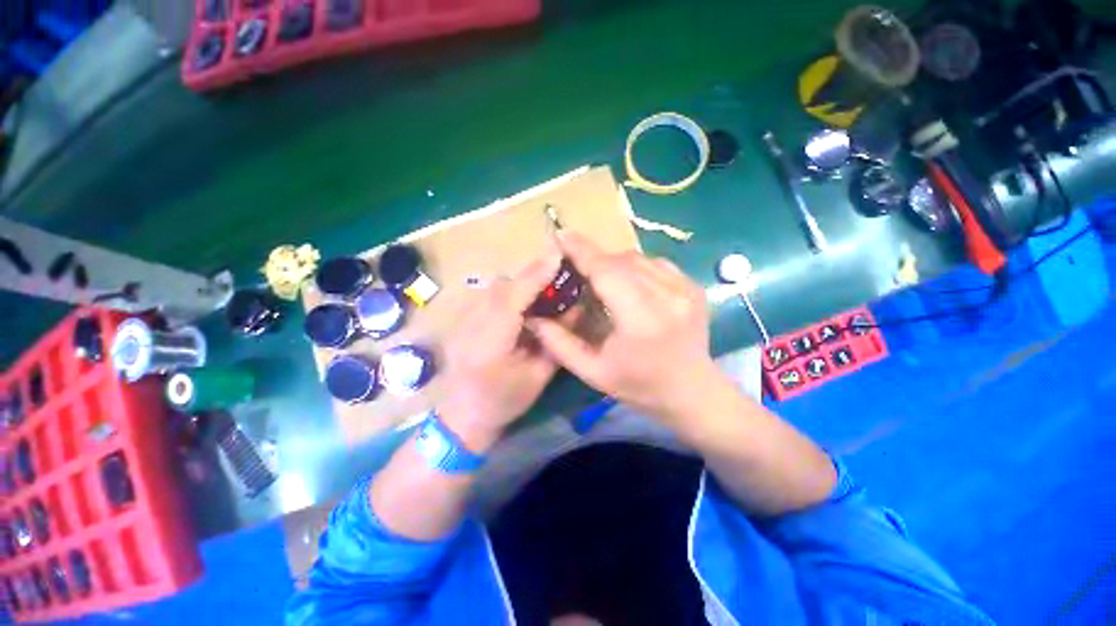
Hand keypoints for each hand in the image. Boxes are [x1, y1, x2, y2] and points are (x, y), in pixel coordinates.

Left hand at [436, 252, 562, 451]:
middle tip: (557, 272)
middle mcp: (470, 325)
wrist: (463, 416)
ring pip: (494, 287)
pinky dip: (508, 291)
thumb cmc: (505, 402)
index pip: (513, 298)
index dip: (536, 275)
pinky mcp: (460, 319)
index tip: (559, 256)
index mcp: (490, 344)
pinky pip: (488, 295)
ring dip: (520, 282)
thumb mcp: (539, 375)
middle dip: (531, 275)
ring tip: (543, 286)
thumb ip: (556, 340)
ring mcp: (460, 320)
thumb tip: (575, 308)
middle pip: (502, 286)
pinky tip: (521, 301)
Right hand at [529, 233, 723, 427]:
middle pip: (621, 261)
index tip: (562, 236)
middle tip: (578, 270)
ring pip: (639, 258)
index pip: (607, 272)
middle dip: (595, 260)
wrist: (692, 391)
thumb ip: (560, 344)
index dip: (582, 251)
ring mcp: (685, 289)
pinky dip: (636, 267)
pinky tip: (629, 285)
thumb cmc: (640, 385)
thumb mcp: (593, 372)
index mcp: (641, 319)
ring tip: (603, 281)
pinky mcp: (694, 286)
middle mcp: (668, 297)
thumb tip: (534, 319)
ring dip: (615, 264)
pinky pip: (656, 263)